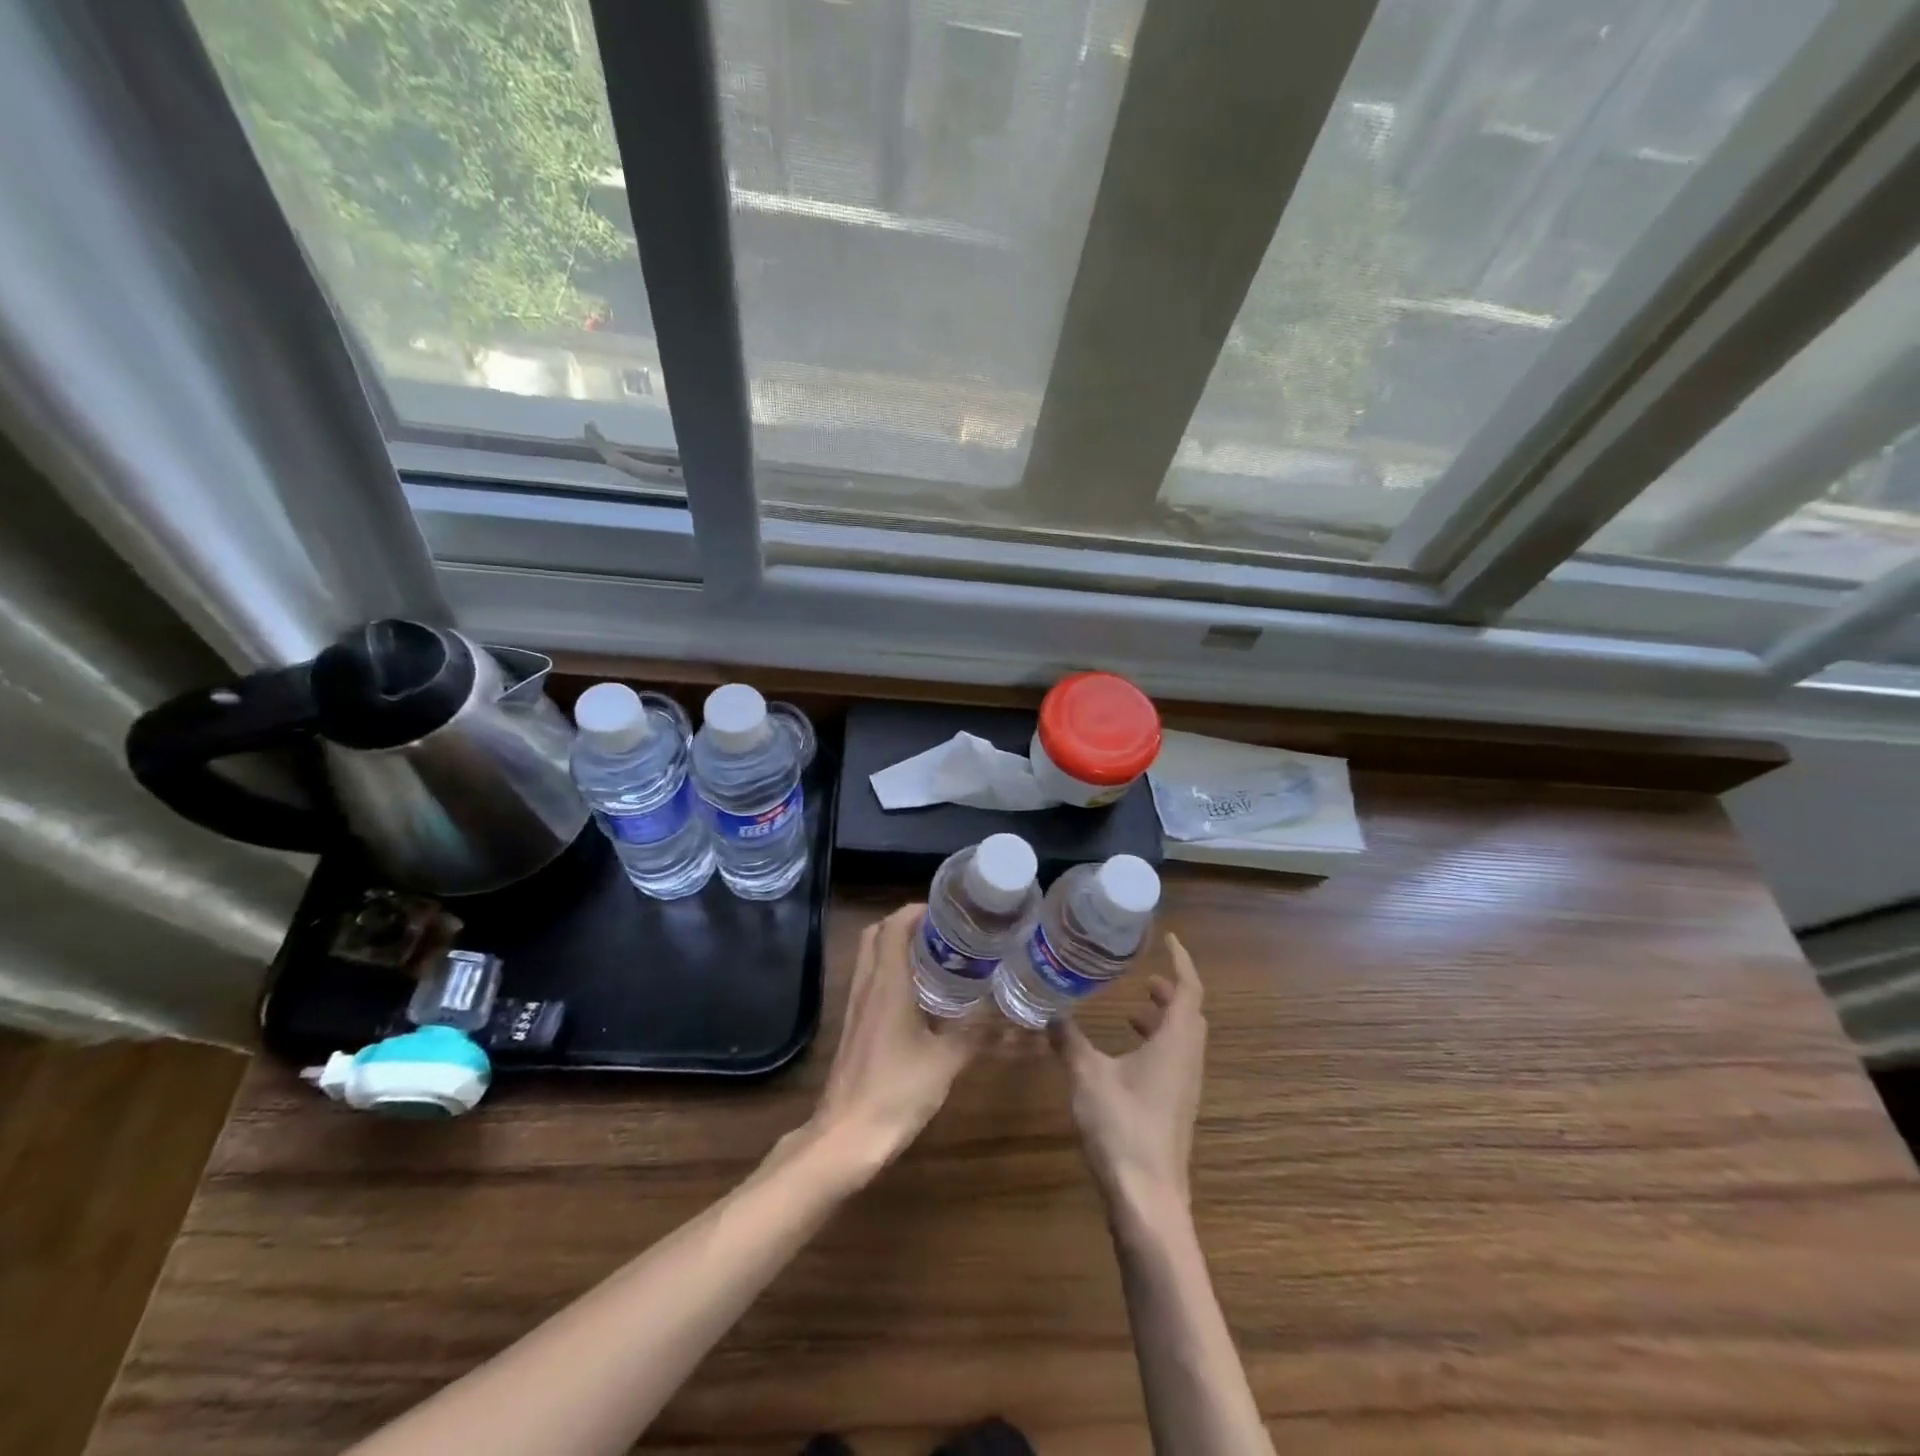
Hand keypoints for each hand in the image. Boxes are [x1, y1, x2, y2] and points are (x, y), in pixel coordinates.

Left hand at [807, 903, 984, 1176]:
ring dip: (897, 948)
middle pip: (877, 934)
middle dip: (907, 925)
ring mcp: (855, 1006)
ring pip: (871, 958)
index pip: (894, 925)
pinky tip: (920, 997)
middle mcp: (866, 985)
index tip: (950, 914)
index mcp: (887, 983)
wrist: (846, 1137)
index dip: (918, 911)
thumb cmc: (896, 1091)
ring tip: (938, 958)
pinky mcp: (854, 1027)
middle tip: (944, 934)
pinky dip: (891, 973)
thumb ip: (975, 1033)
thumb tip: (1009, 1017)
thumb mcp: (946, 1062)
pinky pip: (870, 982)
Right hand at [1049, 933, 1206, 1209]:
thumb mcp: (1087, 1075)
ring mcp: (1184, 1089)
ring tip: (1132, 1011)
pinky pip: (1172, 1063)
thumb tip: (1049, 1010)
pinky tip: (1123, 1057)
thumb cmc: (1123, 1126)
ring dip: (1163, 1021)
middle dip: (1171, 992)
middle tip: (1144, 977)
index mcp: (1176, 1043)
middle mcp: (1188, 1061)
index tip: (1170, 940)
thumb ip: (1069, 1040)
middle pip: (1190, 1015)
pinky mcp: (1174, 1110)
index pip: (1189, 990)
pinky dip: (1155, 1046)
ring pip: (1182, 1041)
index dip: (1182, 962)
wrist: (1148, 1199)